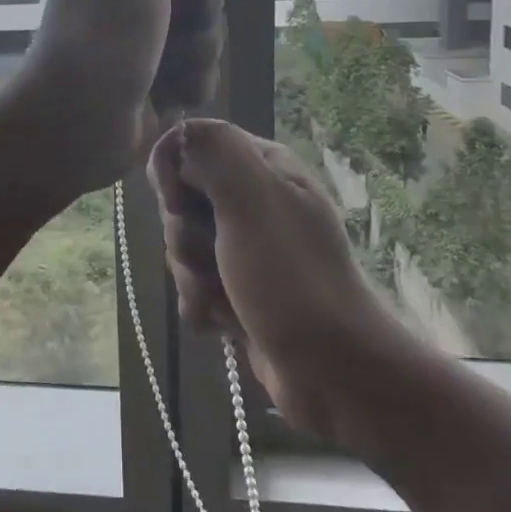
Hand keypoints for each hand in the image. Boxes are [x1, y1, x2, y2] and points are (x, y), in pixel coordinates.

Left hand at [16, 0, 228, 198]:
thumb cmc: (103, 33)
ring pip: (210, 27)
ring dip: (197, 48)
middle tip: (175, 20)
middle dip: (203, 3)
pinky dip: (191, 81)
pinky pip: (203, 69)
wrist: (77, 123)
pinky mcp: (161, 78)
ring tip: (164, 67)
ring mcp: (148, 35)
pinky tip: (168, 94)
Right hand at [148, 118, 395, 441]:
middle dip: (185, 238)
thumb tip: (180, 136)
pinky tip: (227, 325)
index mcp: (263, 166)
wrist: (336, 375)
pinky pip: (195, 287)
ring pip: (183, 248)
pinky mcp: (241, 291)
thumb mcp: (254, 200)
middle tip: (215, 259)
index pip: (190, 145)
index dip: (175, 175)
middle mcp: (255, 200)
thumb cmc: (293, 279)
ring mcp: (247, 248)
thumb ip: (214, 151)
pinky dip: (204, 308)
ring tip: (227, 301)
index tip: (181, 204)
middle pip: (180, 201)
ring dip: (194, 279)